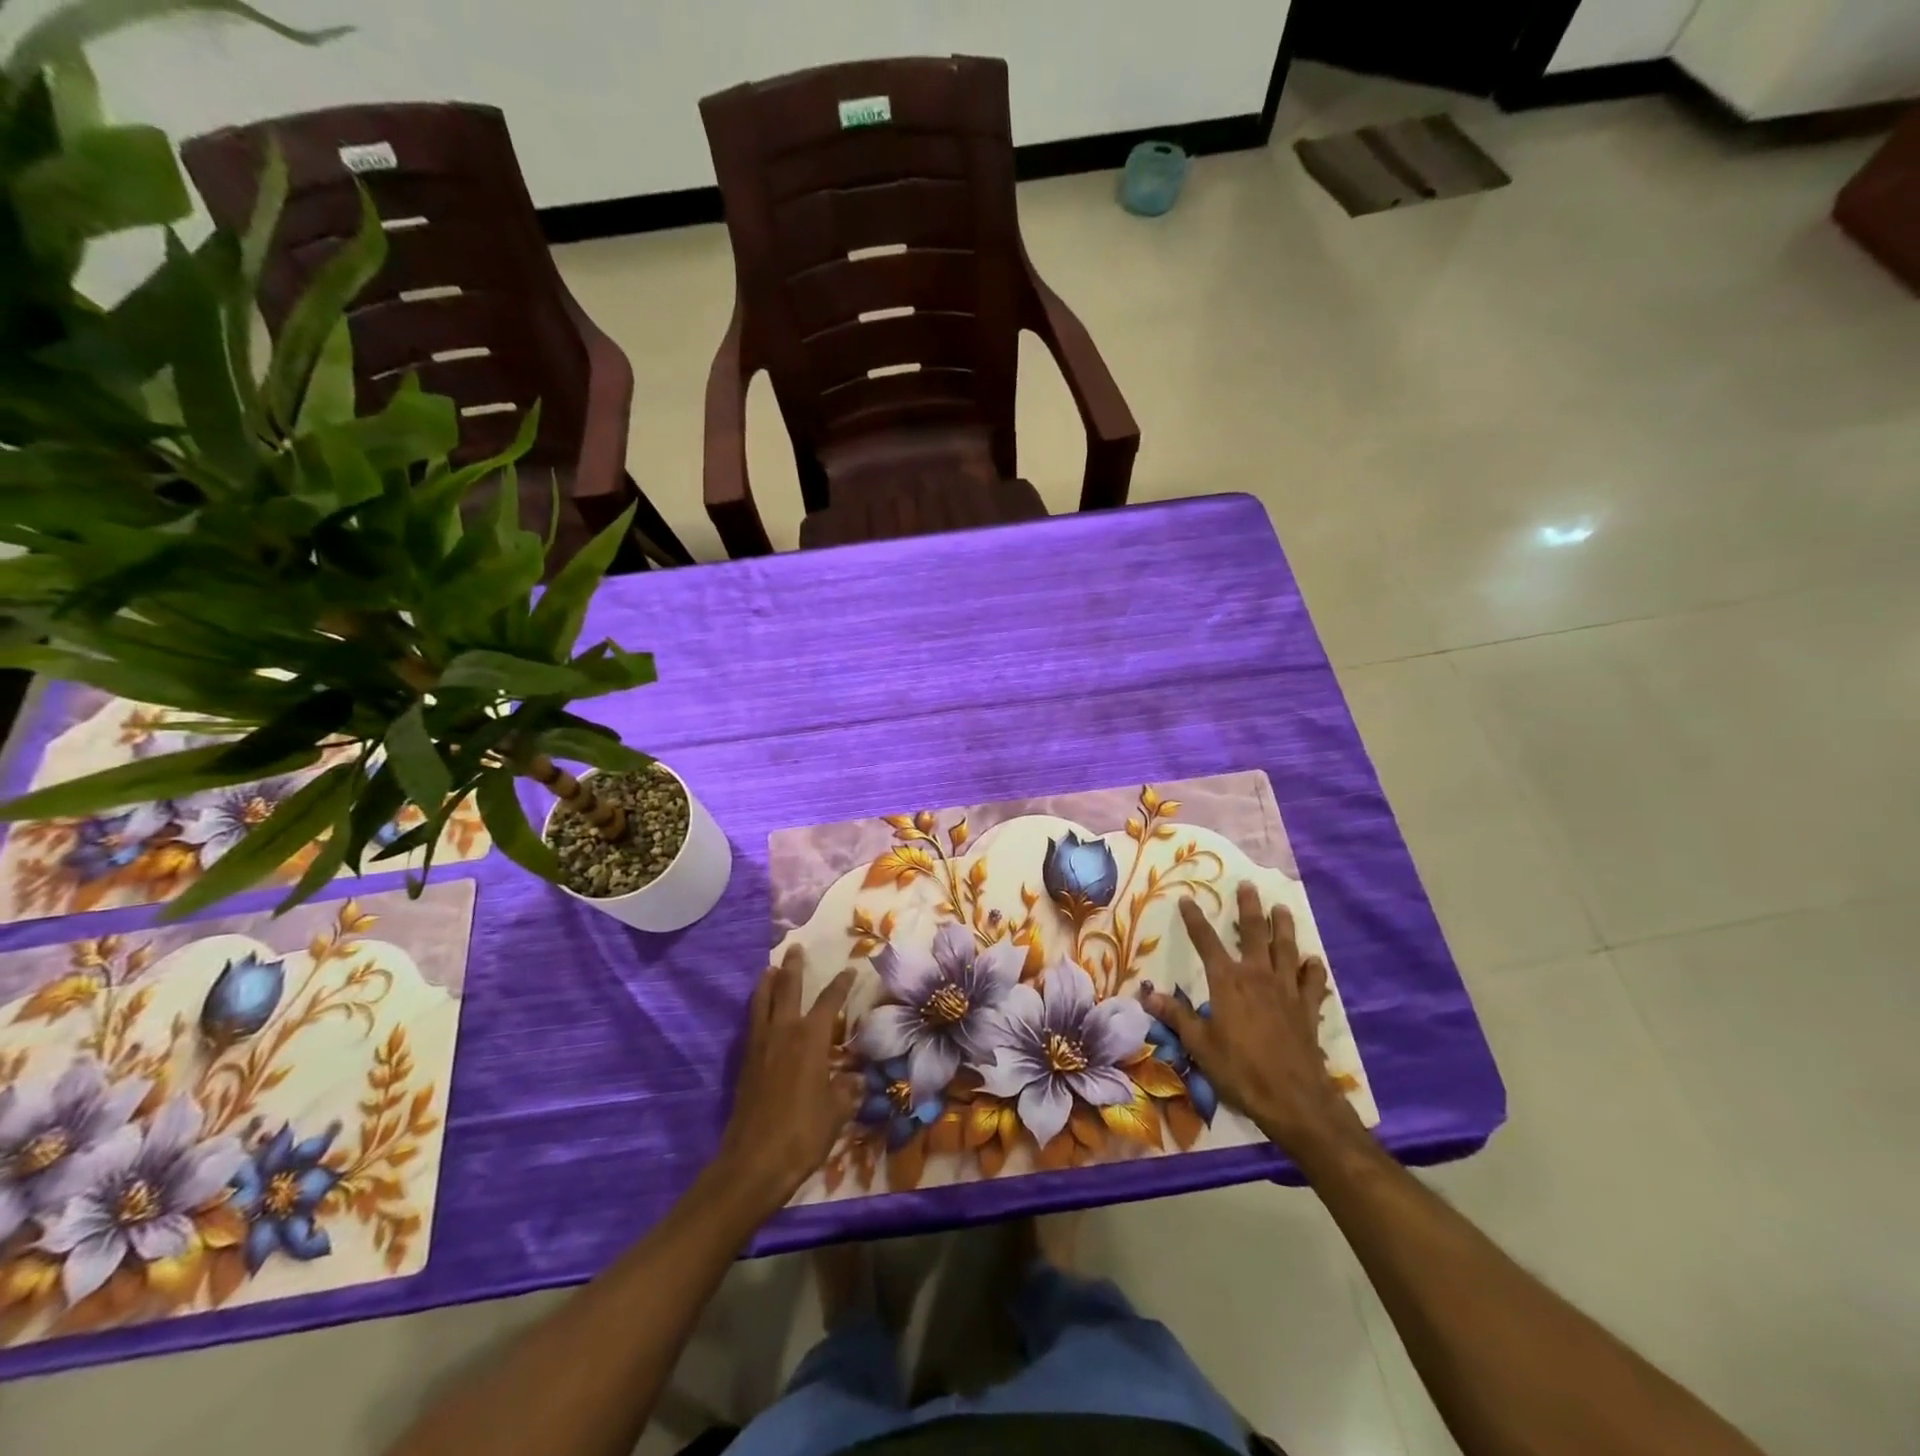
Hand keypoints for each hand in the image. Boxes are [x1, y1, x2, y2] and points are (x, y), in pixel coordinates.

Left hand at [717, 947, 862, 1210]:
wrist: (753, 1163)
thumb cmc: (802, 1134)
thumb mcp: (836, 1112)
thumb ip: (846, 1091)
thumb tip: (855, 1079)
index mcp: (811, 1039)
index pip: (829, 1002)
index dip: (840, 984)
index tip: (849, 969)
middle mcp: (784, 1033)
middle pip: (788, 989)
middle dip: (794, 968)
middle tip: (795, 948)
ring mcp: (761, 1046)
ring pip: (763, 1002)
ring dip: (768, 982)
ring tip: (771, 968)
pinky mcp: (746, 1063)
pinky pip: (753, 1022)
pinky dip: (758, 1007)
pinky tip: (760, 1010)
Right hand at [1147, 883, 1363, 1157]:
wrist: (1294, 1099)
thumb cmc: (1240, 1070)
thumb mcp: (1199, 1045)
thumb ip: (1176, 1016)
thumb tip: (1147, 995)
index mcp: (1228, 982)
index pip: (1206, 941)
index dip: (1195, 919)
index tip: (1188, 899)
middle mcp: (1258, 976)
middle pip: (1254, 933)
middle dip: (1249, 907)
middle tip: (1248, 886)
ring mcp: (1287, 990)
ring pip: (1287, 948)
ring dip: (1284, 926)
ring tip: (1282, 909)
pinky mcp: (1308, 1008)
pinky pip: (1313, 982)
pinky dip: (1313, 969)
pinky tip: (1312, 961)